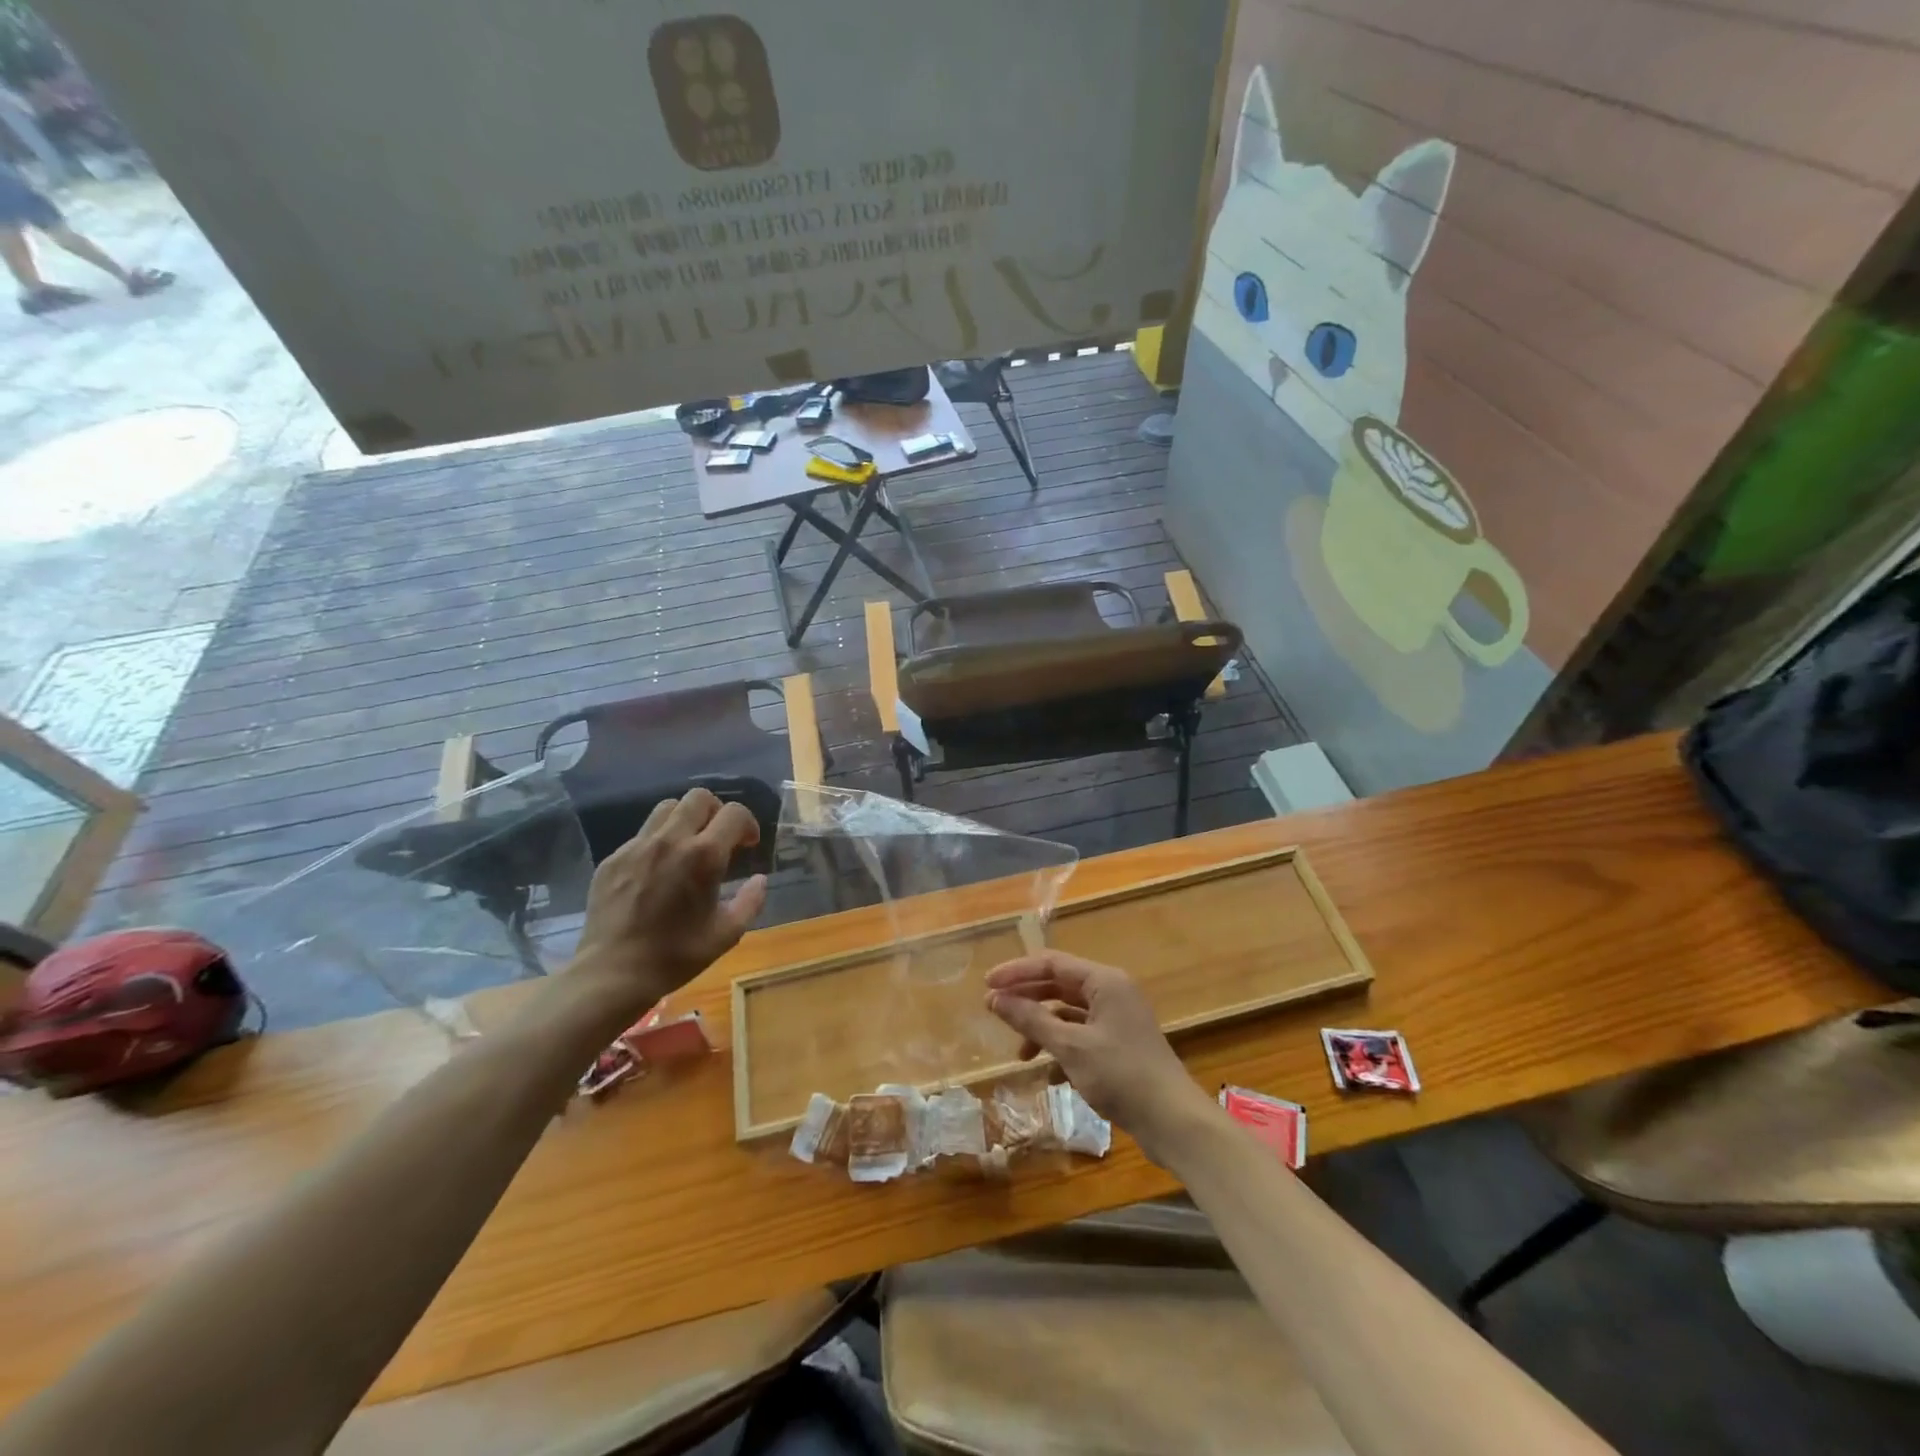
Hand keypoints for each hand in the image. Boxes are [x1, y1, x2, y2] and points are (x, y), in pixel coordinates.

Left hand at [570, 788, 767, 1012]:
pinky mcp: (613, 858)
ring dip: (685, 820)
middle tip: (719, 839)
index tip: (748, 845)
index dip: (748, 824)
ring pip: (667, 808)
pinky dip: (658, 842)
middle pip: (699, 798)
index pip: (734, 813)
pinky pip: (642, 834)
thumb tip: (760, 880)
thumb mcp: (727, 934)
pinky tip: (657, 871)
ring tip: (688, 847)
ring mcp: (637, 846)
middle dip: (717, 812)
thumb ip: (750, 901)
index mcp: (704, 856)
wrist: (612, 973)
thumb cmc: (676, 956)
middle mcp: (671, 840)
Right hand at [985, 952, 1212, 1162]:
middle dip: (1027, 999)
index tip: (987, 985)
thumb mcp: (1070, 1047)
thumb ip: (1031, 1020)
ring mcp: (1118, 1019)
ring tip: (1021, 1054)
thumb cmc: (1121, 1075)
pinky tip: (1050, 1074)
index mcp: (1104, 981)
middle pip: (1060, 985)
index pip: (1052, 963)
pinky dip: (1062, 1048)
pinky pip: (1082, 1035)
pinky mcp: (1120, 1044)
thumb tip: (994, 999)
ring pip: (1069, 1012)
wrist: (1173, 1121)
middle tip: (994, 1010)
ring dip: (1043, 1028)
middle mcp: (1112, 992)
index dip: (1016, 972)